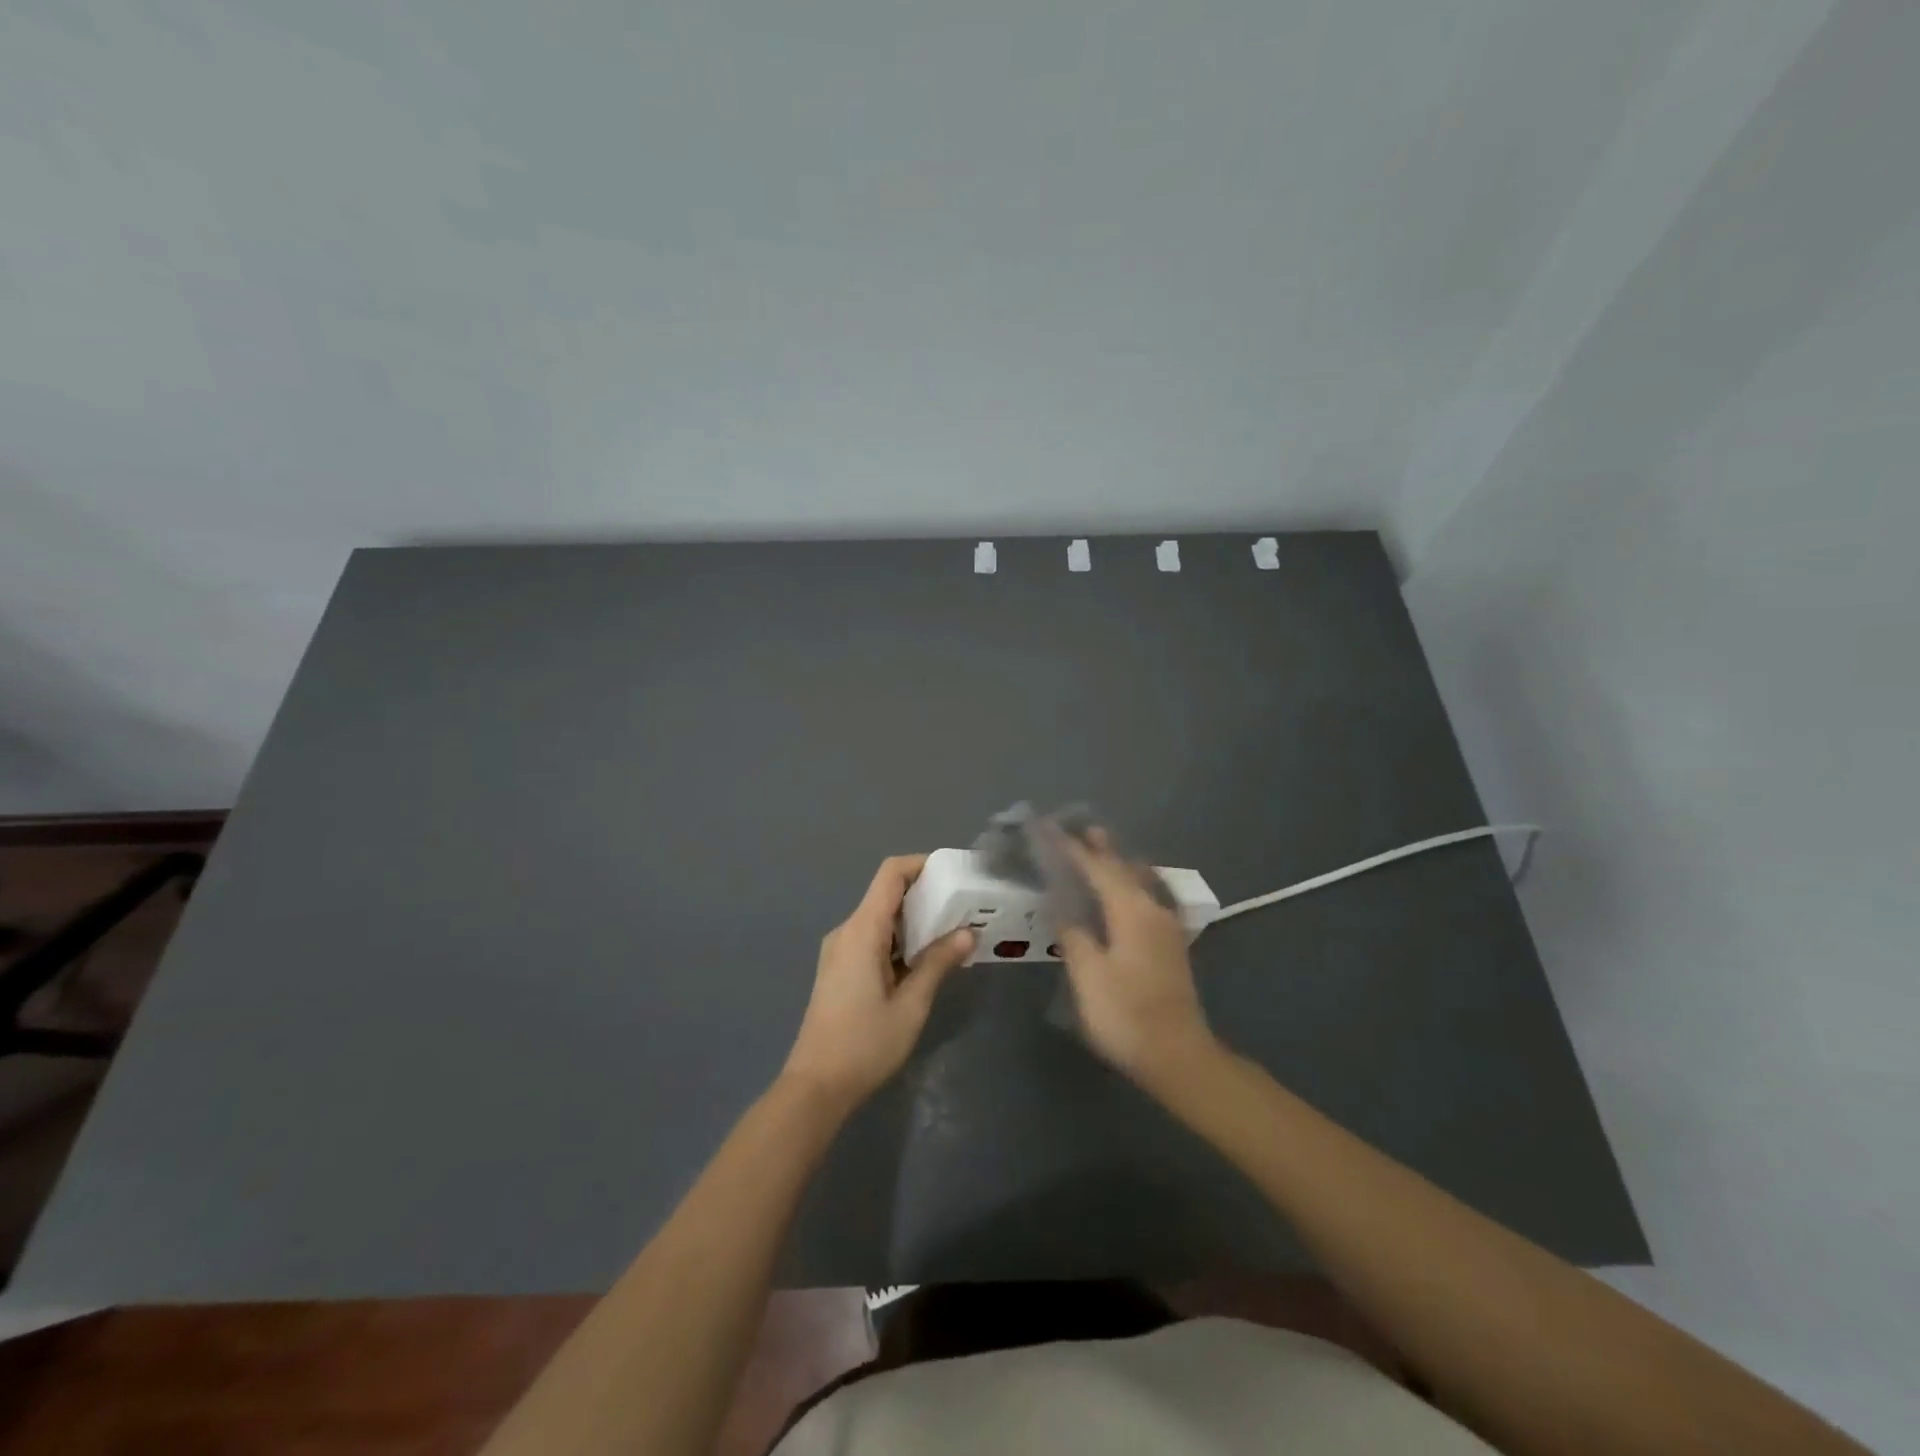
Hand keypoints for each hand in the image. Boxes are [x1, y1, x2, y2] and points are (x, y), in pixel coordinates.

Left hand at [781, 855, 974, 1111]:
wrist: (816, 1087)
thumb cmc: (865, 1044)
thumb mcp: (911, 1005)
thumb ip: (938, 963)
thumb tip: (968, 932)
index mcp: (862, 930)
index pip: (891, 874)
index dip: (921, 864)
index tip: (953, 874)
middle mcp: (847, 931)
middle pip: (887, 894)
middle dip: (925, 895)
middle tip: (963, 908)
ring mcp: (840, 950)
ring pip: (881, 918)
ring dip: (914, 921)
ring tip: (952, 934)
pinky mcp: (839, 969)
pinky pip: (873, 939)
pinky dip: (900, 940)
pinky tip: (925, 961)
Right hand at [1055, 831, 1219, 1088]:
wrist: (1178, 1055)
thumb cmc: (1126, 1014)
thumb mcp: (1089, 975)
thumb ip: (1074, 934)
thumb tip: (1062, 905)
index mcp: (1131, 910)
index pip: (1096, 868)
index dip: (1071, 848)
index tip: (1048, 829)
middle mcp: (1152, 909)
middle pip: (1122, 868)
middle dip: (1099, 848)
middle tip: (1078, 827)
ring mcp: (1166, 927)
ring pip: (1138, 881)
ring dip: (1117, 863)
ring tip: (1099, 847)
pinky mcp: (1169, 944)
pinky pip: (1145, 897)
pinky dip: (1128, 883)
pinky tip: (1125, 890)